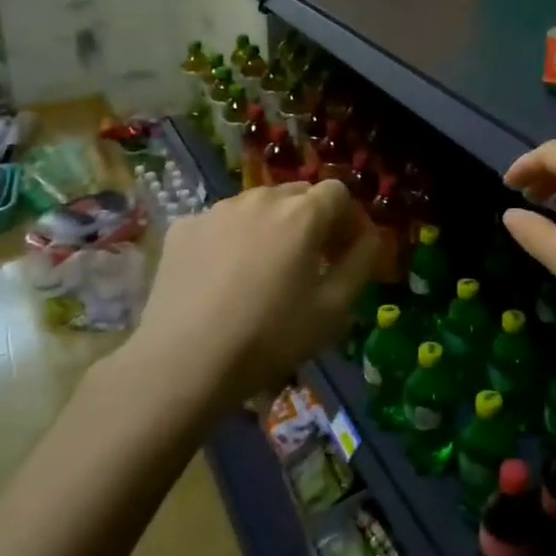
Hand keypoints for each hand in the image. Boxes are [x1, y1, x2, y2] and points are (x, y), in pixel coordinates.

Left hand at [136, 179, 377, 406]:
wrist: (183, 363)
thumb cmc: (269, 338)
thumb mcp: (333, 310)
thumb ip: (361, 264)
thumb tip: (372, 237)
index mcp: (302, 214)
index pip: (338, 193)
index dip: (349, 219)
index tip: (347, 252)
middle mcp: (261, 198)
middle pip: (298, 194)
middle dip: (312, 220)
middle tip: (311, 261)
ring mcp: (217, 210)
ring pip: (258, 206)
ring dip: (272, 227)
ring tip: (265, 270)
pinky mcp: (184, 228)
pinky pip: (221, 223)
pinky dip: (232, 239)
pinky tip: (223, 278)